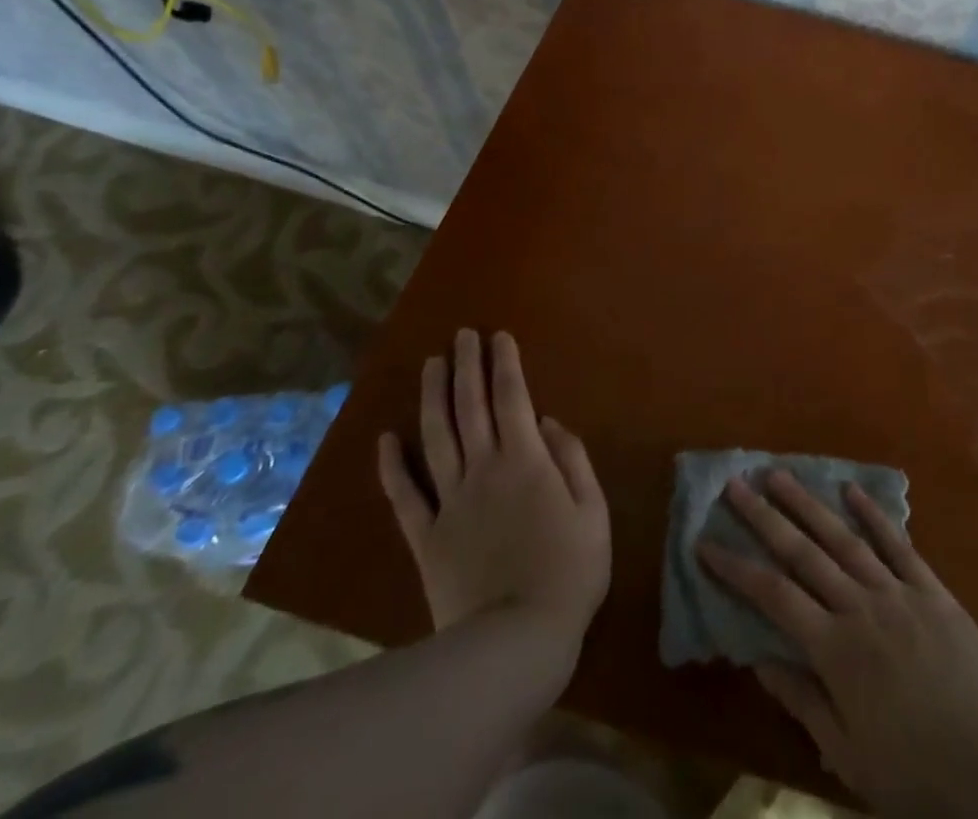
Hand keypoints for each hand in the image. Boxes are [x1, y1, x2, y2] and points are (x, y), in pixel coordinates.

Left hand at [377, 329, 609, 652]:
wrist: (516, 641)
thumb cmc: (569, 571)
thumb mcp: (593, 511)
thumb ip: (572, 460)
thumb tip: (549, 422)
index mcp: (526, 460)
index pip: (512, 398)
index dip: (504, 364)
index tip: (498, 336)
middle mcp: (484, 469)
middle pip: (469, 407)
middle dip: (466, 366)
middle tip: (461, 335)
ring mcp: (450, 502)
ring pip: (436, 438)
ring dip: (432, 398)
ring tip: (430, 365)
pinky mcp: (426, 537)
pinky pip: (405, 496)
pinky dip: (393, 467)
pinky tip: (385, 439)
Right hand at [699, 471, 977, 818]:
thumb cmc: (918, 775)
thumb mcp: (850, 756)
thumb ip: (804, 701)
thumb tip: (759, 658)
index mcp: (835, 650)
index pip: (772, 597)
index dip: (736, 569)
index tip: (705, 543)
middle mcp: (860, 608)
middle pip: (803, 553)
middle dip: (764, 517)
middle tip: (735, 485)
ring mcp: (898, 593)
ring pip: (843, 538)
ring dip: (808, 504)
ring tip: (779, 475)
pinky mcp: (932, 590)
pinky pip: (898, 544)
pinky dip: (873, 514)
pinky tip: (852, 489)